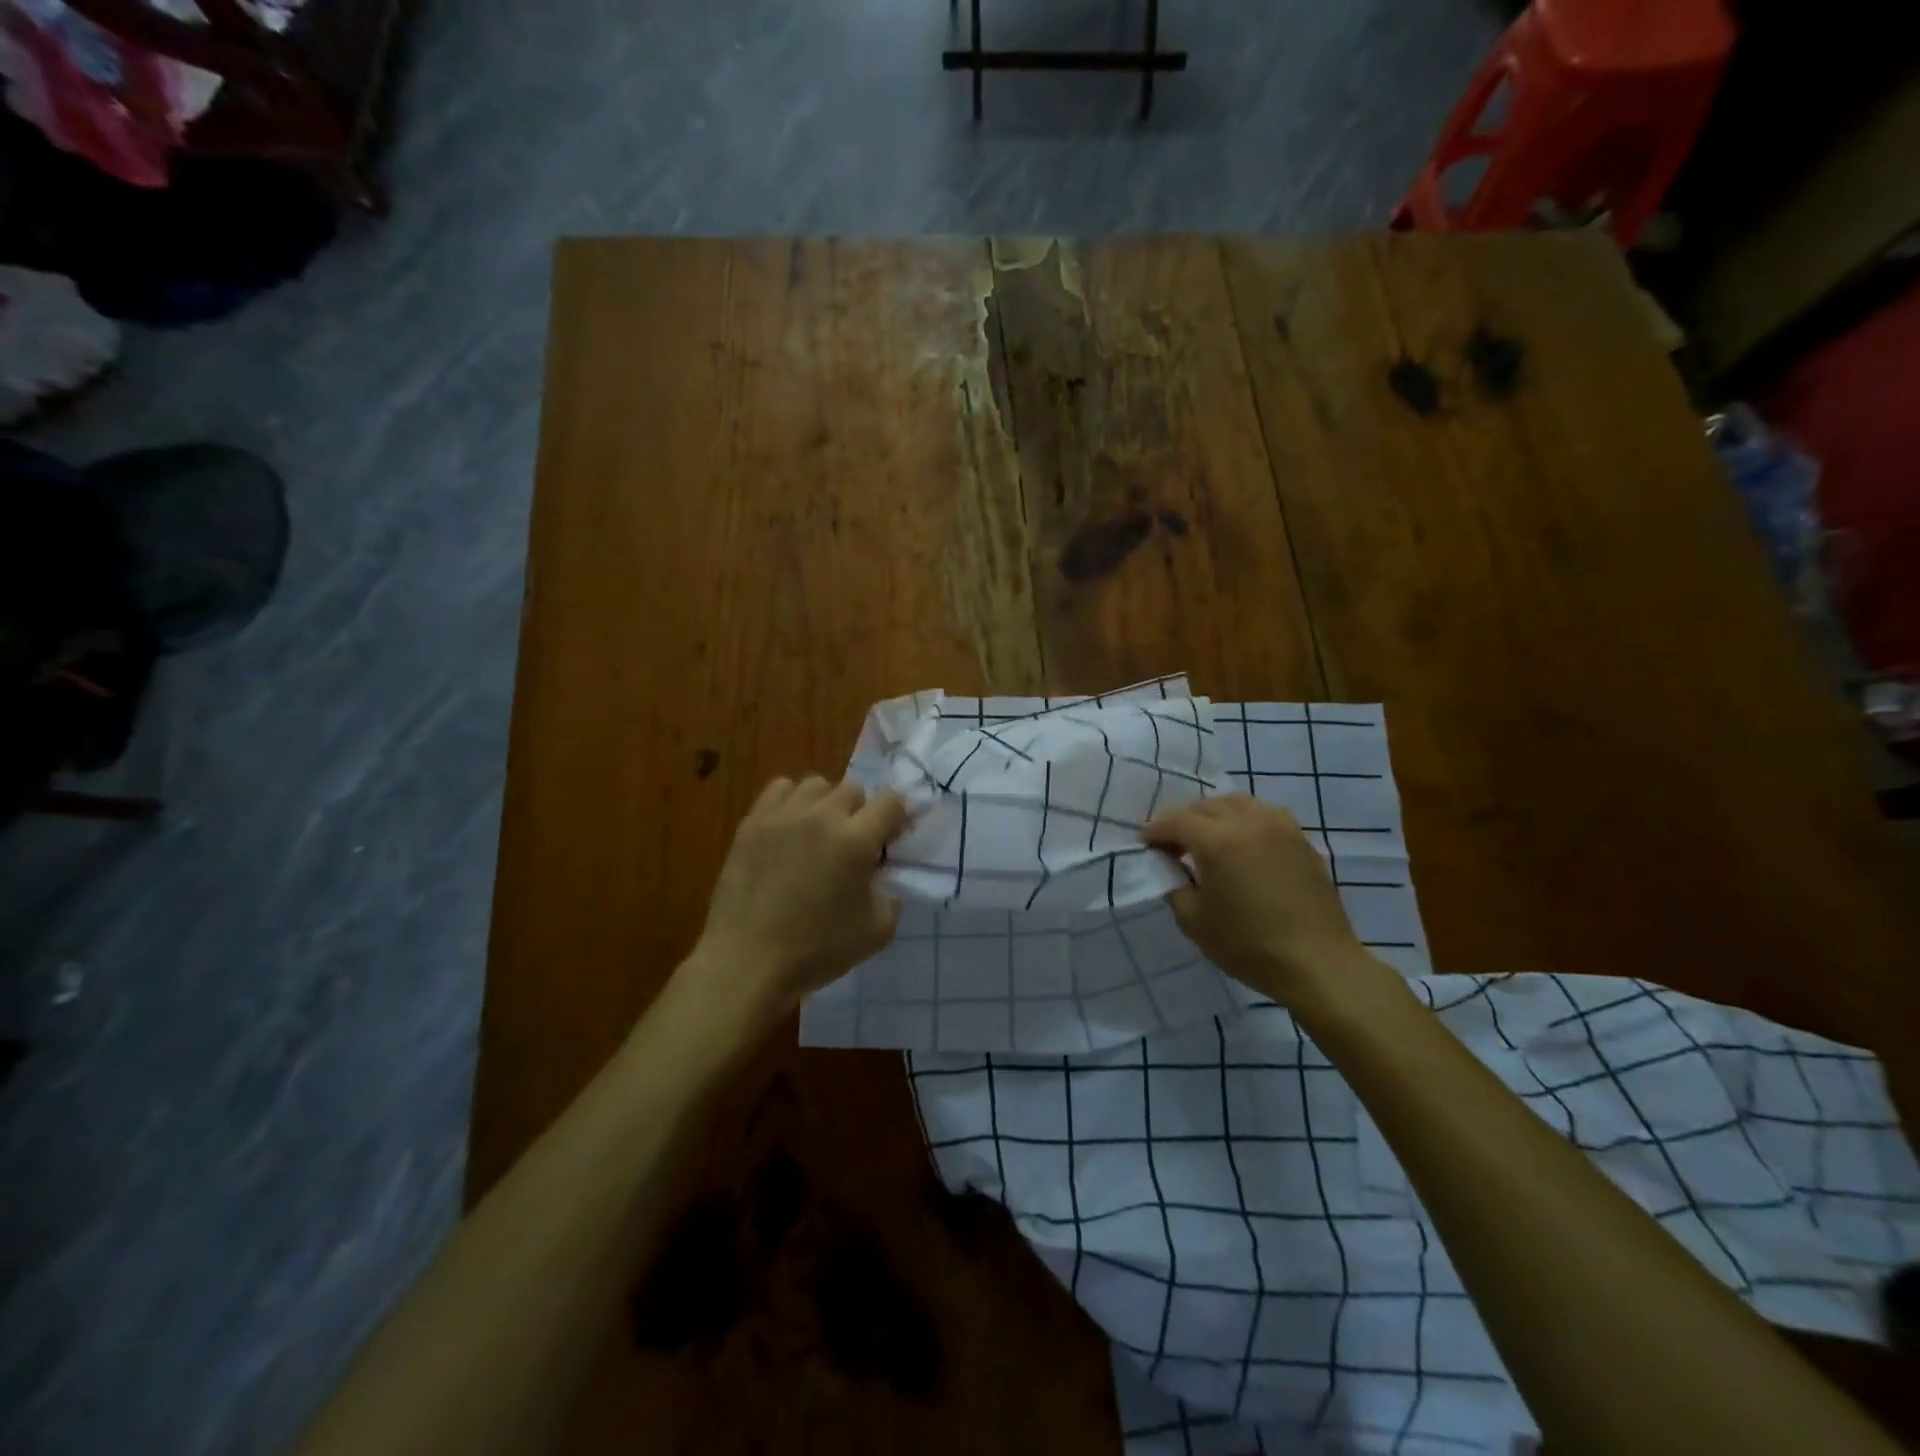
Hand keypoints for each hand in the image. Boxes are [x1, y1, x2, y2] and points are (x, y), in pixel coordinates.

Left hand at [685, 776, 908, 1022]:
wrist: (747, 960)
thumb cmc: (816, 950)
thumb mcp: (877, 931)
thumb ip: (891, 894)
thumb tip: (881, 876)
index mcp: (857, 840)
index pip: (892, 801)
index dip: (898, 817)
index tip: (892, 840)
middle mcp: (823, 816)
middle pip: (854, 788)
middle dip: (861, 812)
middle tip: (854, 843)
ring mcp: (784, 815)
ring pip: (817, 785)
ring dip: (827, 803)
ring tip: (819, 832)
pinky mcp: (753, 822)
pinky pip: (780, 789)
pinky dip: (791, 801)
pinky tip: (789, 828)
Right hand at [1141, 795, 1373, 1005]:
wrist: (1317, 963)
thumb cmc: (1249, 945)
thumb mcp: (1194, 921)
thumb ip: (1175, 886)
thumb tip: (1171, 867)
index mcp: (1218, 841)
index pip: (1176, 821)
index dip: (1155, 830)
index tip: (1144, 843)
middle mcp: (1249, 822)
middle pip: (1205, 806)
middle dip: (1183, 820)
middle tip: (1172, 845)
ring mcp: (1279, 827)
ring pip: (1237, 803)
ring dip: (1214, 815)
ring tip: (1206, 838)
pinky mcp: (1300, 840)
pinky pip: (1264, 814)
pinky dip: (1244, 819)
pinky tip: (1242, 841)